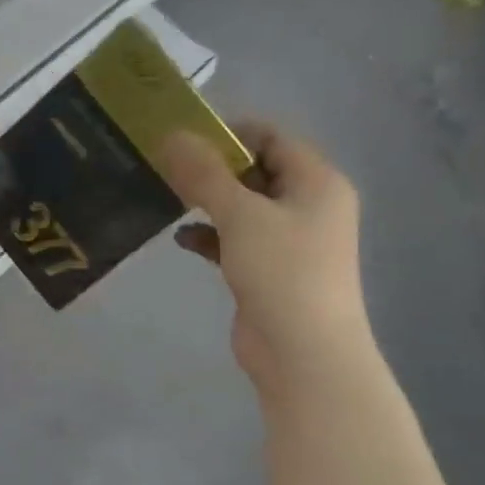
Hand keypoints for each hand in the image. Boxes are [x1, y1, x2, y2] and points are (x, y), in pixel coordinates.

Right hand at [159, 122, 370, 397]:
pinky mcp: (270, 270)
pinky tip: (182, 239)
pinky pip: (236, 240)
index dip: (229, 132)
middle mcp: (309, 205)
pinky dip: (211, 236)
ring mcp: (290, 240)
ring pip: (243, 207)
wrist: (302, 352)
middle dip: (212, 169)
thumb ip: (204, 175)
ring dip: (208, 202)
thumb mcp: (241, 216)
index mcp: (317, 181)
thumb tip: (171, 136)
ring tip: (168, 198)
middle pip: (256, 171)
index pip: (272, 137)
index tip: (182, 138)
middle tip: (167, 167)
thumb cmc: (282, 272)